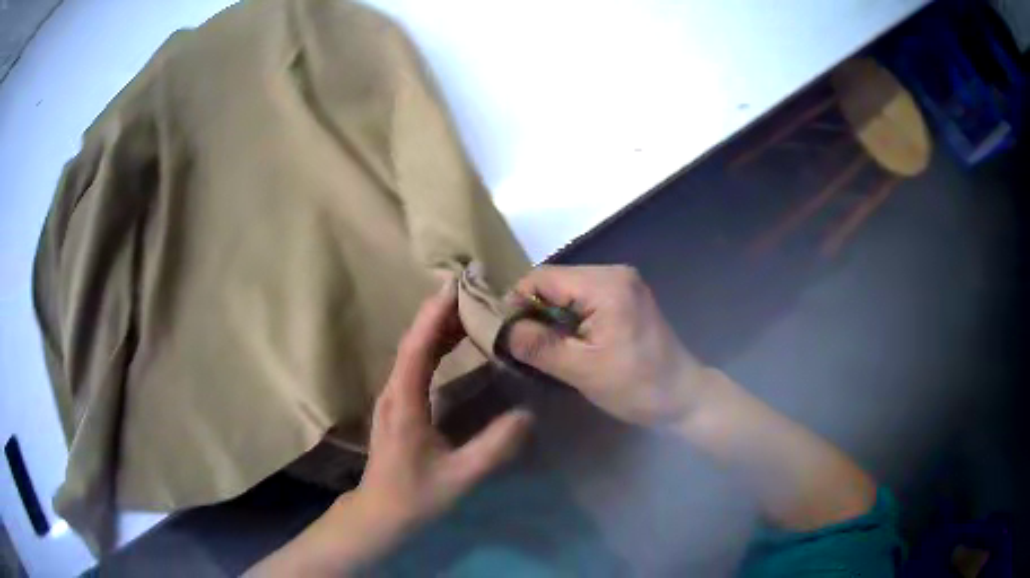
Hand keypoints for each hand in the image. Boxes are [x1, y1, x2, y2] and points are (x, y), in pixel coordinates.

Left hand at [356, 278, 532, 528]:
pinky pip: (415, 364)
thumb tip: (528, 414)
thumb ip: (495, 447)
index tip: (456, 284)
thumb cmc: (416, 495)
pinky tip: (453, 341)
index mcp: (404, 402)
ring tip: (468, 305)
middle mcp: (394, 391)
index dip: (435, 314)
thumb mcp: (461, 476)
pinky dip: (435, 345)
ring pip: (413, 351)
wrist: (380, 512)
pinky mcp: (398, 404)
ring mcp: (393, 397)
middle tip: (471, 287)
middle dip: (439, 311)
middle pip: (413, 341)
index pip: (417, 347)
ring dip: (437, 326)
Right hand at [507, 265, 708, 425]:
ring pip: (568, 291)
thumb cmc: (636, 386)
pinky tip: (569, 343)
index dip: (517, 302)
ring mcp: (623, 284)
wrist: (683, 397)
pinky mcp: (626, 297)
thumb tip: (501, 328)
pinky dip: (570, 318)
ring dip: (552, 317)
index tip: (506, 335)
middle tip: (524, 346)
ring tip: (545, 348)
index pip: (542, 277)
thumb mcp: (582, 370)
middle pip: (555, 281)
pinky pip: (584, 299)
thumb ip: (538, 346)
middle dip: (535, 311)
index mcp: (606, 284)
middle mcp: (615, 273)